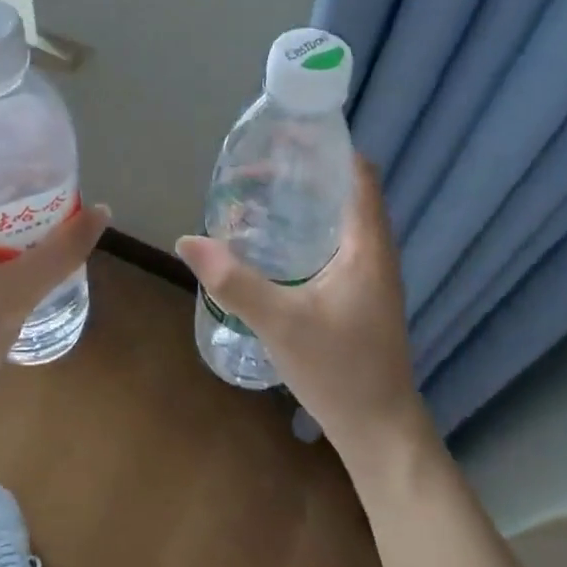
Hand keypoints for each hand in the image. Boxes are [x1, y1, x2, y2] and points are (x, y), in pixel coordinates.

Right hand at [175, 154, 440, 477]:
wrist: (379, 430)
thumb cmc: (340, 370)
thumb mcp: (280, 323)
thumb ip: (233, 281)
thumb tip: (187, 240)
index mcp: (367, 246)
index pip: (359, 175)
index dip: (329, 148)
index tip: (286, 136)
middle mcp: (374, 253)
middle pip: (346, 192)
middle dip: (305, 173)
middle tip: (257, 166)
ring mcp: (370, 276)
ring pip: (339, 221)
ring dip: (305, 203)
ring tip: (258, 196)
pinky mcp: (359, 296)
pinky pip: (335, 246)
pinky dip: (306, 232)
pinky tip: (272, 245)